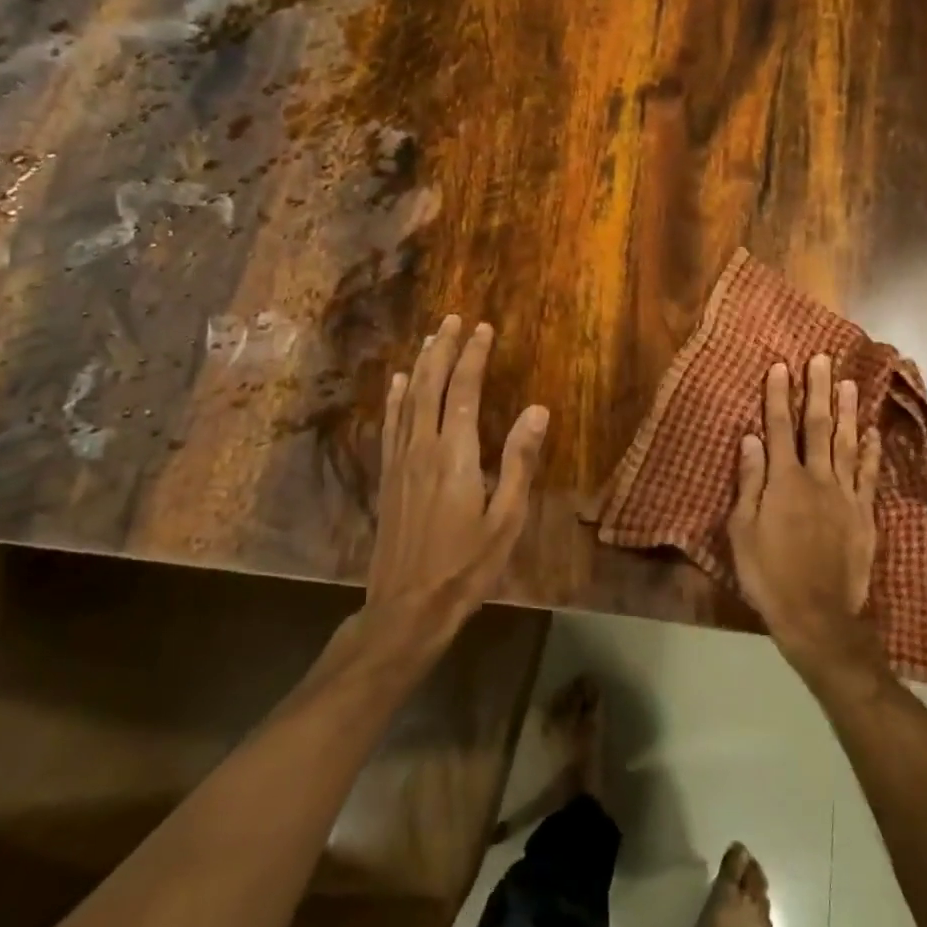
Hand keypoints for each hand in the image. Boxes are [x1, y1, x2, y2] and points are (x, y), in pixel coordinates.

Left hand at [365, 315, 548, 656]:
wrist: (408, 606)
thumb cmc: (467, 565)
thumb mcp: (507, 519)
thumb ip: (520, 462)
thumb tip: (538, 410)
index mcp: (456, 456)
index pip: (465, 392)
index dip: (473, 357)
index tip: (483, 328)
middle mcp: (423, 448)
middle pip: (431, 386)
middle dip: (443, 349)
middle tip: (454, 319)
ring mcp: (400, 462)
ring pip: (408, 400)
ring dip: (419, 365)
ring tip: (430, 338)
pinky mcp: (388, 477)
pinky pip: (390, 425)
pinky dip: (394, 399)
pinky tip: (395, 383)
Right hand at [727, 355, 881, 673]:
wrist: (816, 614)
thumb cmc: (768, 573)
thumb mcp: (742, 530)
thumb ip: (750, 481)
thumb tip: (750, 438)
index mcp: (784, 481)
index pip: (779, 428)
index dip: (779, 396)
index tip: (781, 366)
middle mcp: (817, 478)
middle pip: (818, 427)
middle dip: (818, 391)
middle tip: (821, 359)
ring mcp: (845, 495)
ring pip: (847, 444)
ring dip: (847, 411)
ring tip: (848, 383)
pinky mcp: (864, 514)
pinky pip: (868, 475)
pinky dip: (871, 452)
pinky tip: (872, 432)